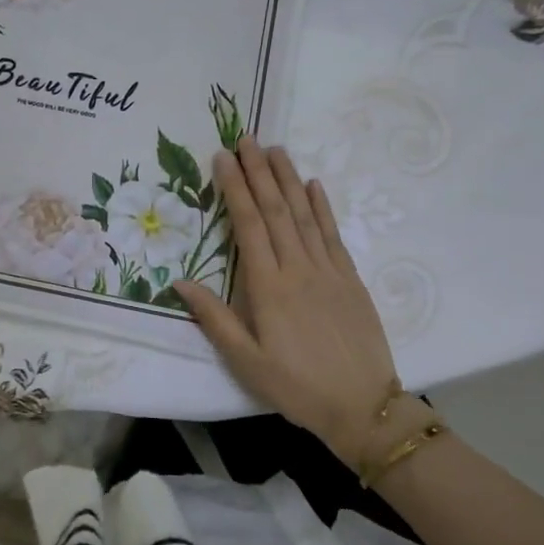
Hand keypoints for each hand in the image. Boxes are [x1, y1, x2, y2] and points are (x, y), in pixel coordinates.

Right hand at [173, 139, 400, 470]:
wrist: (362, 406)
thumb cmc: (295, 386)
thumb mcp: (244, 361)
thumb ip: (214, 318)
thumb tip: (180, 281)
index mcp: (268, 287)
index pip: (248, 225)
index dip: (234, 188)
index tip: (223, 158)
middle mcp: (298, 269)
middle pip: (276, 210)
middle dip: (259, 171)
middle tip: (246, 138)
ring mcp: (328, 271)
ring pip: (305, 214)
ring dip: (288, 179)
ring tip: (275, 149)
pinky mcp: (350, 279)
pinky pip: (333, 234)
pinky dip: (323, 207)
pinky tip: (314, 185)